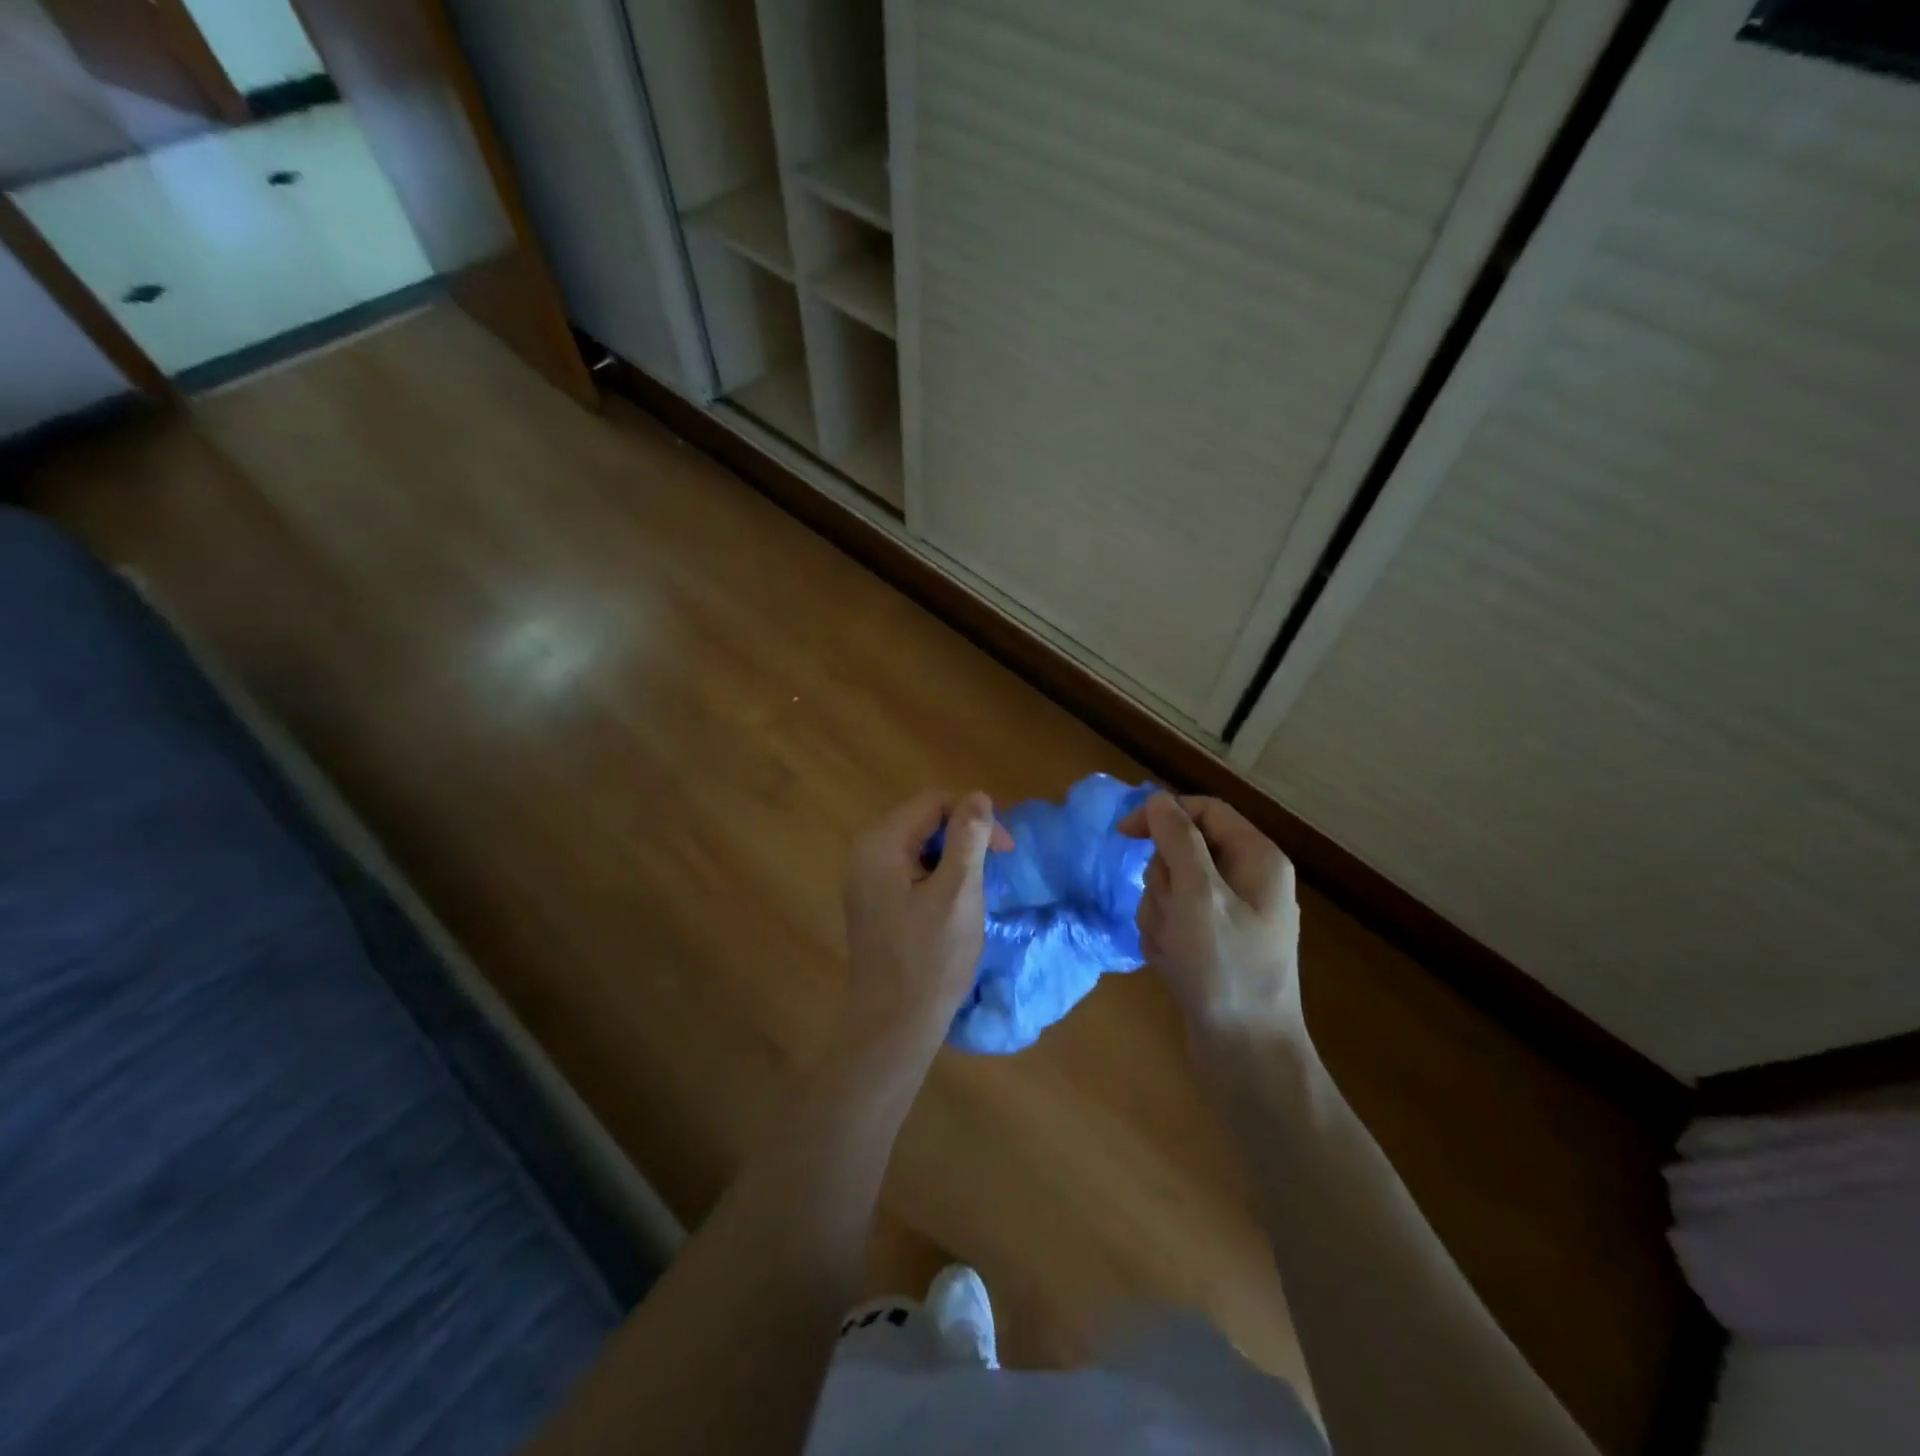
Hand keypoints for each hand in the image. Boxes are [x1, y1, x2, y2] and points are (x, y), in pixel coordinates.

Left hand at [841, 791, 1014, 1060]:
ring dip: (953, 861)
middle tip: (994, 871)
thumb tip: (978, 796)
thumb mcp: (958, 893)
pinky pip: (909, 872)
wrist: (893, 1027)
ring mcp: (864, 880)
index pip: (934, 802)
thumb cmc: (930, 960)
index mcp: (880, 844)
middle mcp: (865, 854)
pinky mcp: (872, 903)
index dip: (974, 817)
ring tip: (974, 894)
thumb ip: (968, 838)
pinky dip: (936, 879)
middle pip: (924, 822)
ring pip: (919, 848)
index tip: (1005, 850)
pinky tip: (952, 909)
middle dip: (964, 838)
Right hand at [1118, 793, 1303, 1041]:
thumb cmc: (1224, 969)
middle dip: (1162, 882)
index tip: (1123, 834)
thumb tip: (1160, 800)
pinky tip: (1174, 965)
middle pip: (1183, 852)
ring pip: (1172, 888)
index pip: (1205, 811)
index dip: (1163, 814)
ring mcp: (1230, 916)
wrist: (1246, 1056)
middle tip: (1172, 916)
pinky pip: (1175, 921)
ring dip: (1160, 915)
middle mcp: (1248, 881)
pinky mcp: (1213, 944)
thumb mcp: (1198, 896)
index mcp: (1257, 859)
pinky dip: (1164, 938)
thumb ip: (1178, 840)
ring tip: (1174, 949)